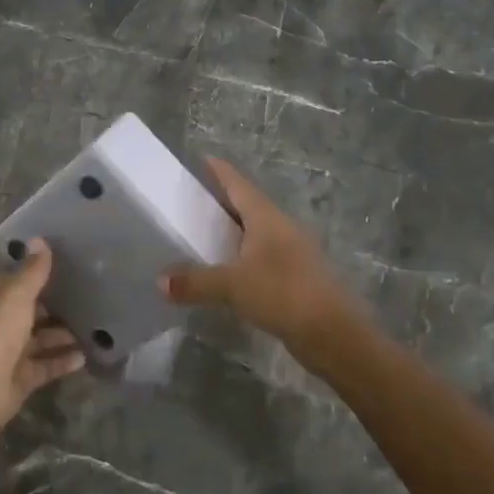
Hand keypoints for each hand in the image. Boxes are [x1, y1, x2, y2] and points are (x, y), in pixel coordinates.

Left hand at [0, 239, 84, 428]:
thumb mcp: (16, 294)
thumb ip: (32, 270)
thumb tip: (39, 239)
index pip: (16, 278)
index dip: (38, 271)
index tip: (69, 265)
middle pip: (30, 309)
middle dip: (56, 304)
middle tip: (91, 295)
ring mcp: (8, 351)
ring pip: (40, 338)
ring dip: (63, 334)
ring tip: (95, 326)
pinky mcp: (20, 377)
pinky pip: (46, 365)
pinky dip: (63, 360)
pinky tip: (86, 356)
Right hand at [160, 157, 368, 375]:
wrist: (334, 334)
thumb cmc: (283, 294)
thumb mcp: (232, 286)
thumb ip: (195, 281)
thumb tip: (159, 281)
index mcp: (266, 218)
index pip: (238, 184)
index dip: (219, 171)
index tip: (201, 159)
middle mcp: (281, 228)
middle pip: (248, 205)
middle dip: (222, 201)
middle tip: (191, 200)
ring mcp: (293, 252)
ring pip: (257, 232)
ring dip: (233, 231)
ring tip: (204, 234)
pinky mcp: (296, 277)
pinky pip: (263, 257)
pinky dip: (243, 257)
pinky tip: (228, 271)